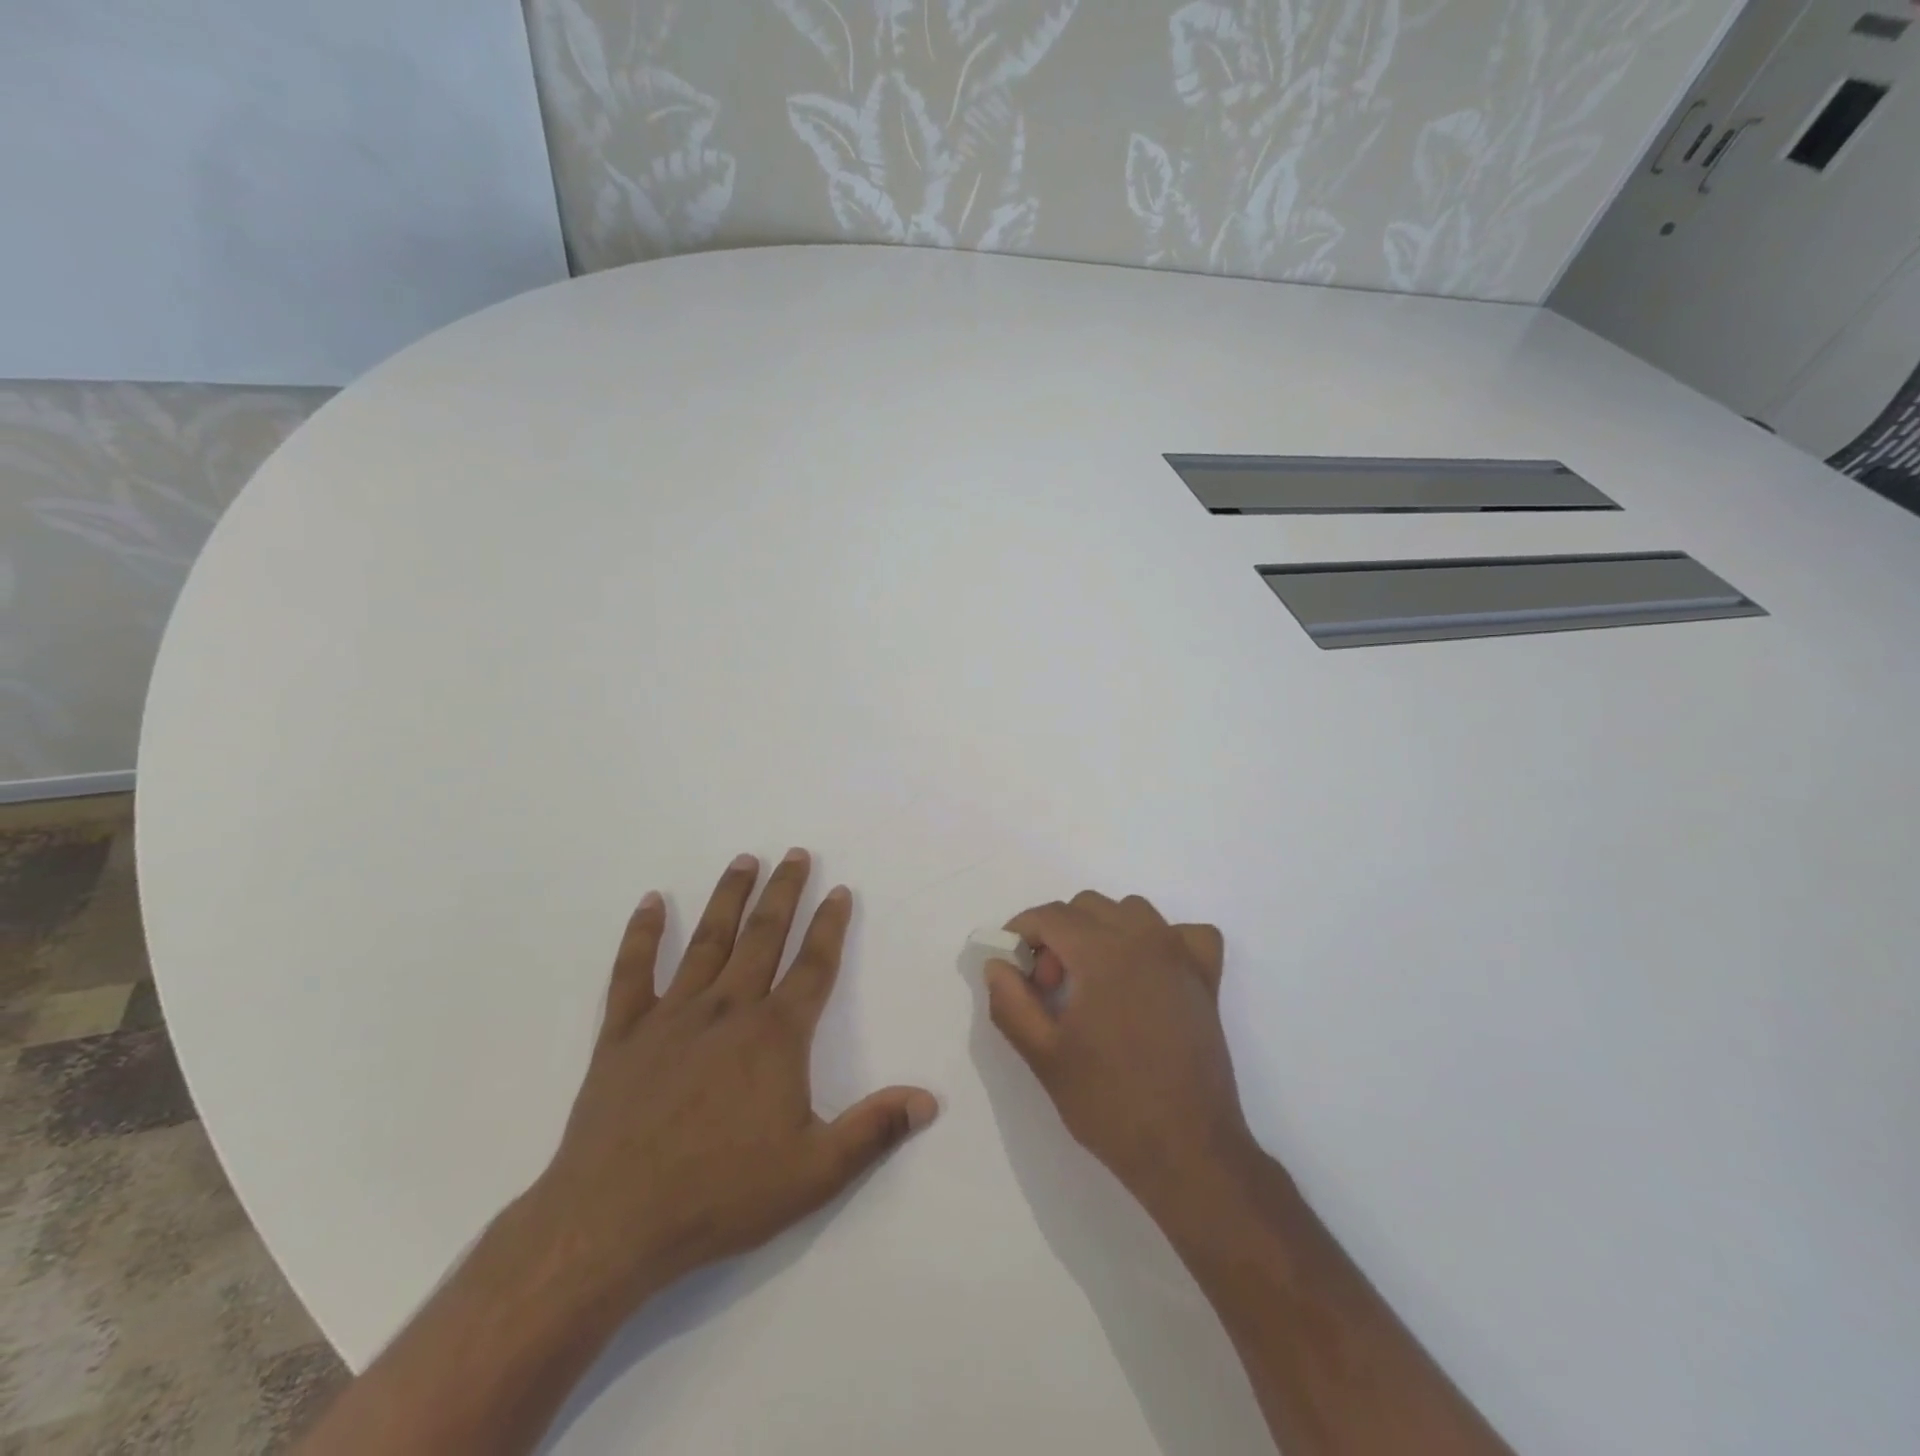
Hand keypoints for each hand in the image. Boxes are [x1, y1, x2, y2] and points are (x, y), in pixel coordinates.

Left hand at [515, 850, 938, 1321]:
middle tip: (796, 853)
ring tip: (744, 860)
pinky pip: (632, 972)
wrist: (612, 1224)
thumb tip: (930, 1101)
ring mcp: (671, 1016)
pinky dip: (643, 934)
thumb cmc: (721, 1195)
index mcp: (775, 1035)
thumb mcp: (814, 1173)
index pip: (813, 965)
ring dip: (729, 897)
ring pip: (708, 941)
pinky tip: (653, 902)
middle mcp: (728, 1009)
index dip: (830, 925)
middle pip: (763, 936)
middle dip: (784, 892)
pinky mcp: (622, 1034)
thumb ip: (874, 1131)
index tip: (840, 890)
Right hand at [985, 892, 1253, 1222]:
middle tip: (1049, 987)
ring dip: (1103, 931)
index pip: (1050, 915)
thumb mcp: (1044, 1055)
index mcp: (1103, 952)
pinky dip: (1162, 940)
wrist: (1187, 1152)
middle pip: (1087, 907)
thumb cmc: (1109, 1103)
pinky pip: (1186, 934)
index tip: (1011, 965)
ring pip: (1132, 912)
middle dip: (1058, 935)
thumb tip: (997, 964)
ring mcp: (1181, 956)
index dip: (1021, 932)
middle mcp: (1145, 939)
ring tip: (1092, 980)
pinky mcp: (1207, 980)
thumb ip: (1011, 1001)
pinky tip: (1148, 972)